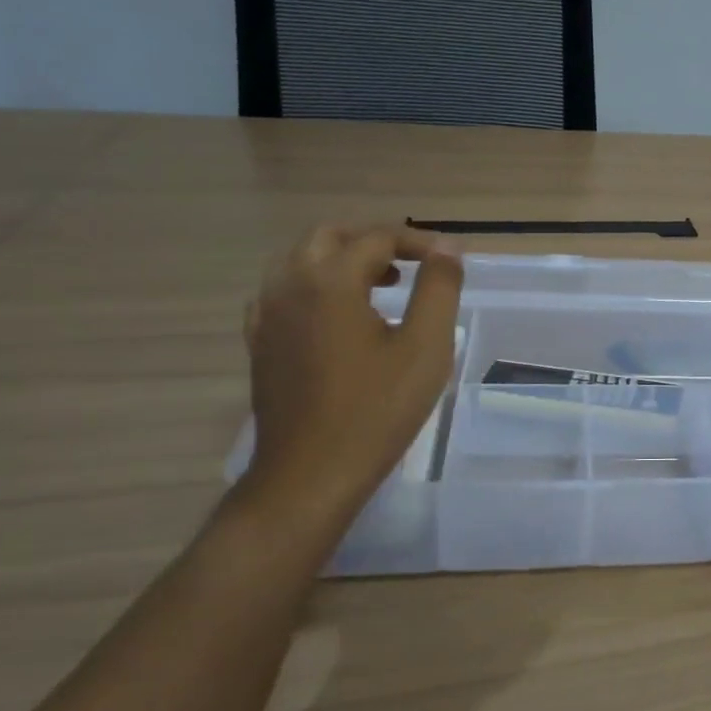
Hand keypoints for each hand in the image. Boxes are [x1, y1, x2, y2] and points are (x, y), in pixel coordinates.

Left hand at [241, 225, 463, 522]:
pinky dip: (315, 287)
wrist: (311, 473)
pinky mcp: (260, 344)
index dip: (418, 242)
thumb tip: (448, 248)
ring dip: (342, 260)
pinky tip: (340, 316)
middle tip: (412, 264)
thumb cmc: (377, 409)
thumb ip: (439, 289)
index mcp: (329, 281)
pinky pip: (283, 293)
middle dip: (372, 241)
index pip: (376, 238)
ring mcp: (267, 316)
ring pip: (300, 262)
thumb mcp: (426, 347)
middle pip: (328, 237)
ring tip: (382, 286)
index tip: (450, 259)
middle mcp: (289, 287)